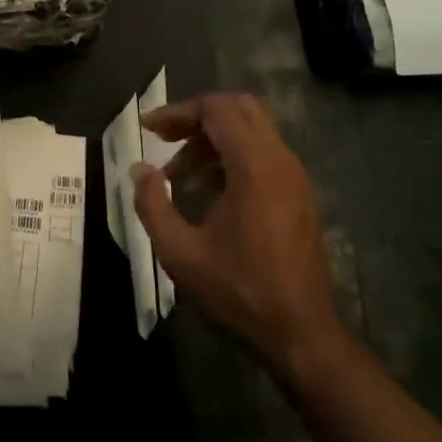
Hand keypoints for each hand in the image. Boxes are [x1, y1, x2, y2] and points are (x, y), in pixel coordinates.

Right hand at [131, 93, 342, 381]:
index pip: (217, 109)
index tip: (148, 129)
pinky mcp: (298, 194)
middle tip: (164, 139)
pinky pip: (263, 154)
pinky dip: (232, 156)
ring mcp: (294, 177)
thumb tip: (140, 170)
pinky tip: (207, 191)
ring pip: (253, 130)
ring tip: (179, 173)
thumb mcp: (180, 252)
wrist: (301, 333)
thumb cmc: (239, 291)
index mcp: (255, 167)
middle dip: (197, 117)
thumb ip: (152, 204)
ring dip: (213, 139)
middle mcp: (280, 161)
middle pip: (239, 108)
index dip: (178, 112)